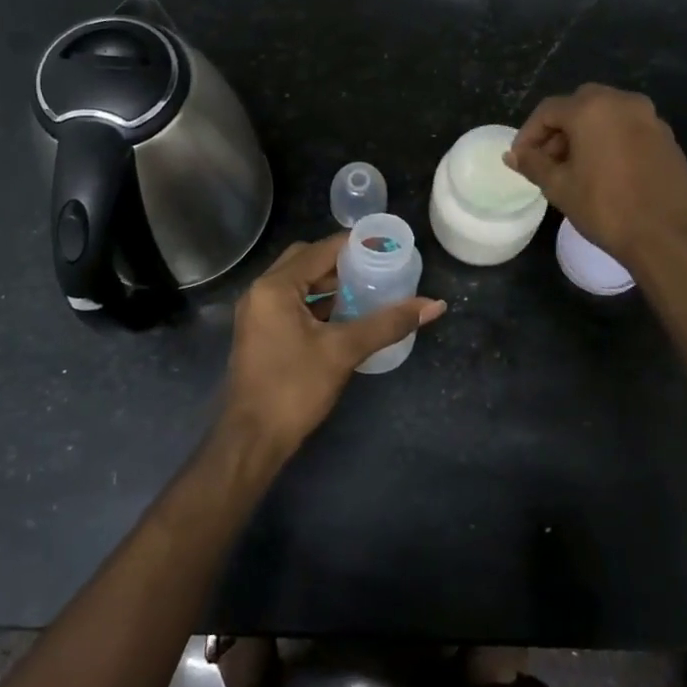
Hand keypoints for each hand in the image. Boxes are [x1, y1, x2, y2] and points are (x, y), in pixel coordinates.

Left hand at [220, 234, 445, 455]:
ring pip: (298, 284)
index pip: (321, 250)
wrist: (252, 440)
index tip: (388, 248)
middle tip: (377, 268)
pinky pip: (292, 304)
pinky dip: (318, 303)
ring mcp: (257, 314)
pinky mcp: (261, 334)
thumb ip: (387, 324)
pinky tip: (346, 316)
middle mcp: (261, 292)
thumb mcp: (343, 351)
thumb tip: (434, 305)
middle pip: (306, 261)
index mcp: (275, 287)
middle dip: (342, 263)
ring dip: (329, 284)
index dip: (356, 246)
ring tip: (368, 289)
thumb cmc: (294, 388)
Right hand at [505, 83, 686, 269]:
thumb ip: (533, 164)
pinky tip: (604, 172)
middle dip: (558, 130)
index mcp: (592, 109)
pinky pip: (628, 129)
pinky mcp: (667, 138)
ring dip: (585, 134)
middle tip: (546, 161)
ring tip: (573, 168)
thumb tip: (512, 155)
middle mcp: (623, 102)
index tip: (519, 158)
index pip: (548, 111)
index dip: (528, 133)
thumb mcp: (559, 187)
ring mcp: (650, 119)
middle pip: (579, 105)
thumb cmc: (606, 208)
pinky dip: (610, 140)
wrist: (668, 237)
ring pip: (606, 115)